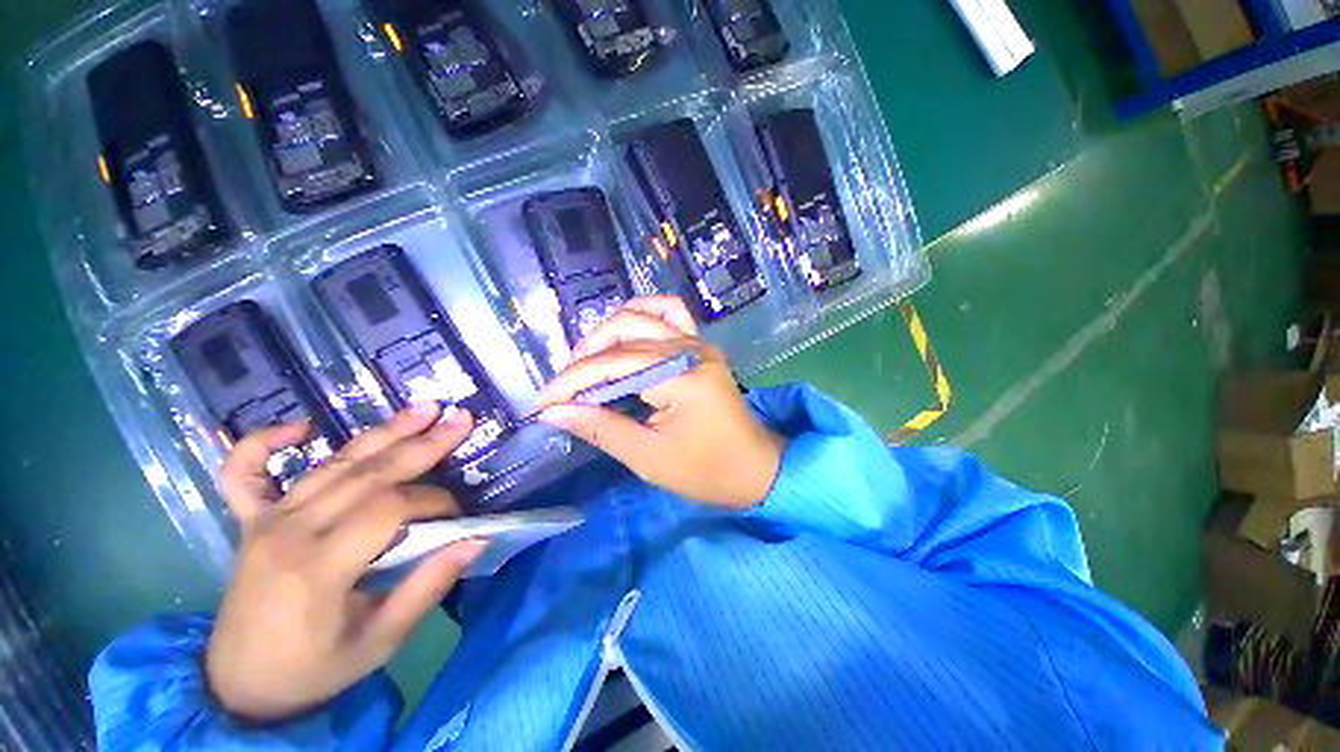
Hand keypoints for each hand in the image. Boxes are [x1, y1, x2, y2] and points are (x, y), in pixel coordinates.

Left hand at [206, 403, 486, 723]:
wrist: (241, 687)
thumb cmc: (315, 669)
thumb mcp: (380, 643)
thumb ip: (427, 588)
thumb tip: (475, 540)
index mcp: (317, 568)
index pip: (388, 511)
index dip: (434, 502)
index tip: (459, 515)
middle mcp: (288, 533)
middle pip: (365, 474)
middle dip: (422, 445)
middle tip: (461, 419)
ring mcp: (264, 522)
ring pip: (332, 464)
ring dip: (382, 433)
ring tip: (424, 408)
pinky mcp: (250, 521)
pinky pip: (244, 473)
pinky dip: (264, 442)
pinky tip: (299, 427)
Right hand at [539, 296, 785, 508]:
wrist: (755, 467)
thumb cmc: (707, 470)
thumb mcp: (649, 457)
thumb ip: (601, 428)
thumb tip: (554, 411)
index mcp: (682, 378)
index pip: (613, 366)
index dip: (572, 382)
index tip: (544, 402)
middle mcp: (691, 349)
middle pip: (624, 334)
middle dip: (585, 358)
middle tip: (567, 388)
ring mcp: (699, 342)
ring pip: (642, 316)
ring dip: (608, 333)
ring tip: (588, 362)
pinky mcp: (701, 346)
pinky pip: (670, 313)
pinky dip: (642, 315)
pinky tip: (625, 333)